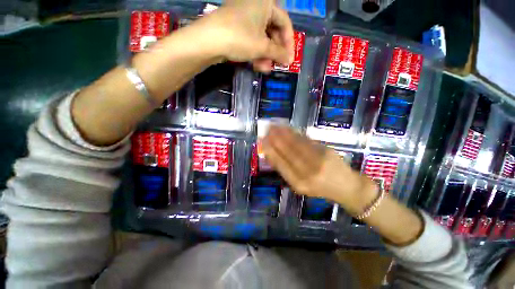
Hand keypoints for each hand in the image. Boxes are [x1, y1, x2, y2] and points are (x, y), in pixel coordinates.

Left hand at [195, 0, 294, 71]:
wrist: (208, 41)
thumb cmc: (240, 38)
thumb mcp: (262, 47)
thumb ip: (278, 53)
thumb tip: (288, 60)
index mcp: (266, 3)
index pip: (285, 23)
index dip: (289, 42)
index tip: (289, 59)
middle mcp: (256, 5)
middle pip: (272, 30)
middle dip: (275, 51)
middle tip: (277, 65)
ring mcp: (245, 16)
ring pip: (261, 37)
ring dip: (265, 54)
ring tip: (265, 68)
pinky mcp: (236, 27)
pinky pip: (251, 39)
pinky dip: (255, 52)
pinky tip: (256, 64)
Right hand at [261, 126, 378, 214]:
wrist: (347, 187)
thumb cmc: (321, 188)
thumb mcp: (301, 185)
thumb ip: (287, 170)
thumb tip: (272, 153)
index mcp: (298, 184)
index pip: (280, 164)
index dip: (271, 151)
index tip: (263, 141)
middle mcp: (307, 173)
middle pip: (288, 152)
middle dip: (275, 139)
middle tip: (267, 130)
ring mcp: (318, 161)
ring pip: (296, 144)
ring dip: (284, 133)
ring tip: (274, 126)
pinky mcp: (326, 151)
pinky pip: (306, 141)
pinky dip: (295, 133)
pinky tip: (288, 129)